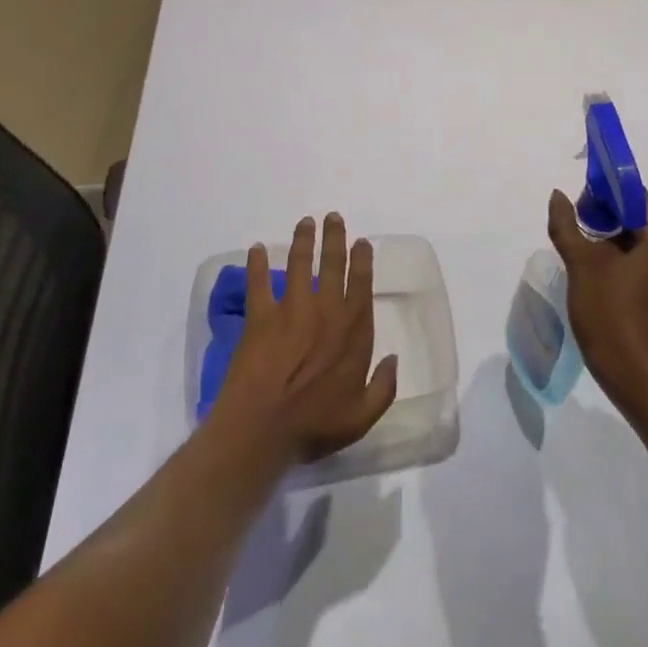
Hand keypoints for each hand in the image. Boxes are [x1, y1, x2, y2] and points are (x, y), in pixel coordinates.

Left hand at [212, 213, 398, 463]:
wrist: (263, 429)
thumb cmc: (314, 424)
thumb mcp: (362, 416)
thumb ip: (383, 387)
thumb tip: (393, 359)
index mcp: (353, 330)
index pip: (362, 284)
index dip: (362, 260)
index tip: (362, 242)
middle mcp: (326, 310)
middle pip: (333, 264)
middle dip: (334, 237)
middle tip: (333, 217)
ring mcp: (292, 309)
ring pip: (299, 263)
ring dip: (303, 239)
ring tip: (305, 222)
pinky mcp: (261, 316)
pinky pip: (258, 283)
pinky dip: (256, 264)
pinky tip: (254, 248)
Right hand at [547, 190, 647, 401]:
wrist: (632, 373)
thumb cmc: (609, 312)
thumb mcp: (582, 263)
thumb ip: (567, 224)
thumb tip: (558, 195)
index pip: (638, 197)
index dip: (609, 191)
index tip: (582, 199)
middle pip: (642, 216)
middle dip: (609, 212)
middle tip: (579, 219)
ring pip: (642, 239)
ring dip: (614, 234)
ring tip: (583, 241)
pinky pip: (645, 260)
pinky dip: (623, 254)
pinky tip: (597, 265)